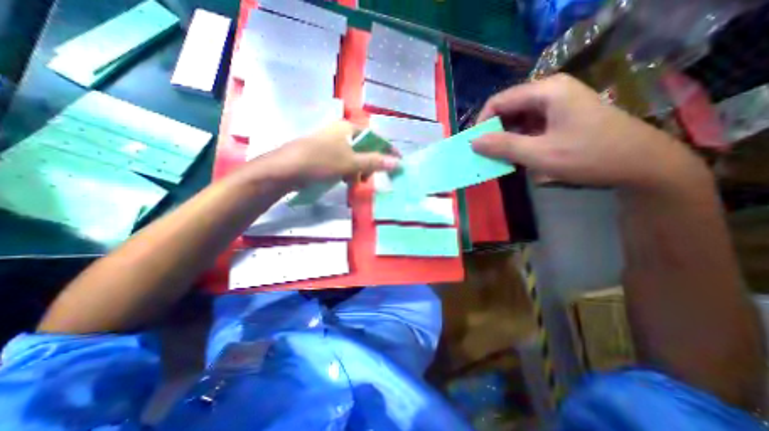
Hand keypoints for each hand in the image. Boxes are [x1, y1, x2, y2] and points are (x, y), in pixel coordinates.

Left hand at [260, 121, 403, 187]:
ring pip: (352, 156)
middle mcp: (339, 132)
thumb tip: (398, 163)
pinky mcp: (322, 153)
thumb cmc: (320, 162)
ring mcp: (329, 143)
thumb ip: (374, 162)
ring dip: (358, 170)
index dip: (387, 149)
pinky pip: (342, 161)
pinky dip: (347, 171)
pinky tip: (344, 180)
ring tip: (355, 182)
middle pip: (364, 147)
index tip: (397, 161)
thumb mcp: (350, 163)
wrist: (284, 170)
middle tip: (370, 177)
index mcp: (347, 127)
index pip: (374, 136)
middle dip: (370, 163)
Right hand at [473, 72, 704, 190]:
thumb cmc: (590, 156)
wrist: (642, 164)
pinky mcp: (562, 117)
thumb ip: (503, 146)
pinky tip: (519, 156)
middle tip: (487, 155)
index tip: (475, 145)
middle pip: (508, 109)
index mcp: (546, 92)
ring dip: (506, 139)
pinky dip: (519, 141)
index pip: (498, 101)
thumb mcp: (540, 154)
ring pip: (518, 119)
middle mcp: (550, 92)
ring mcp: (558, 104)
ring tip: (501, 158)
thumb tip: (473, 142)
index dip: (482, 123)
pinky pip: (530, 126)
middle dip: (494, 132)